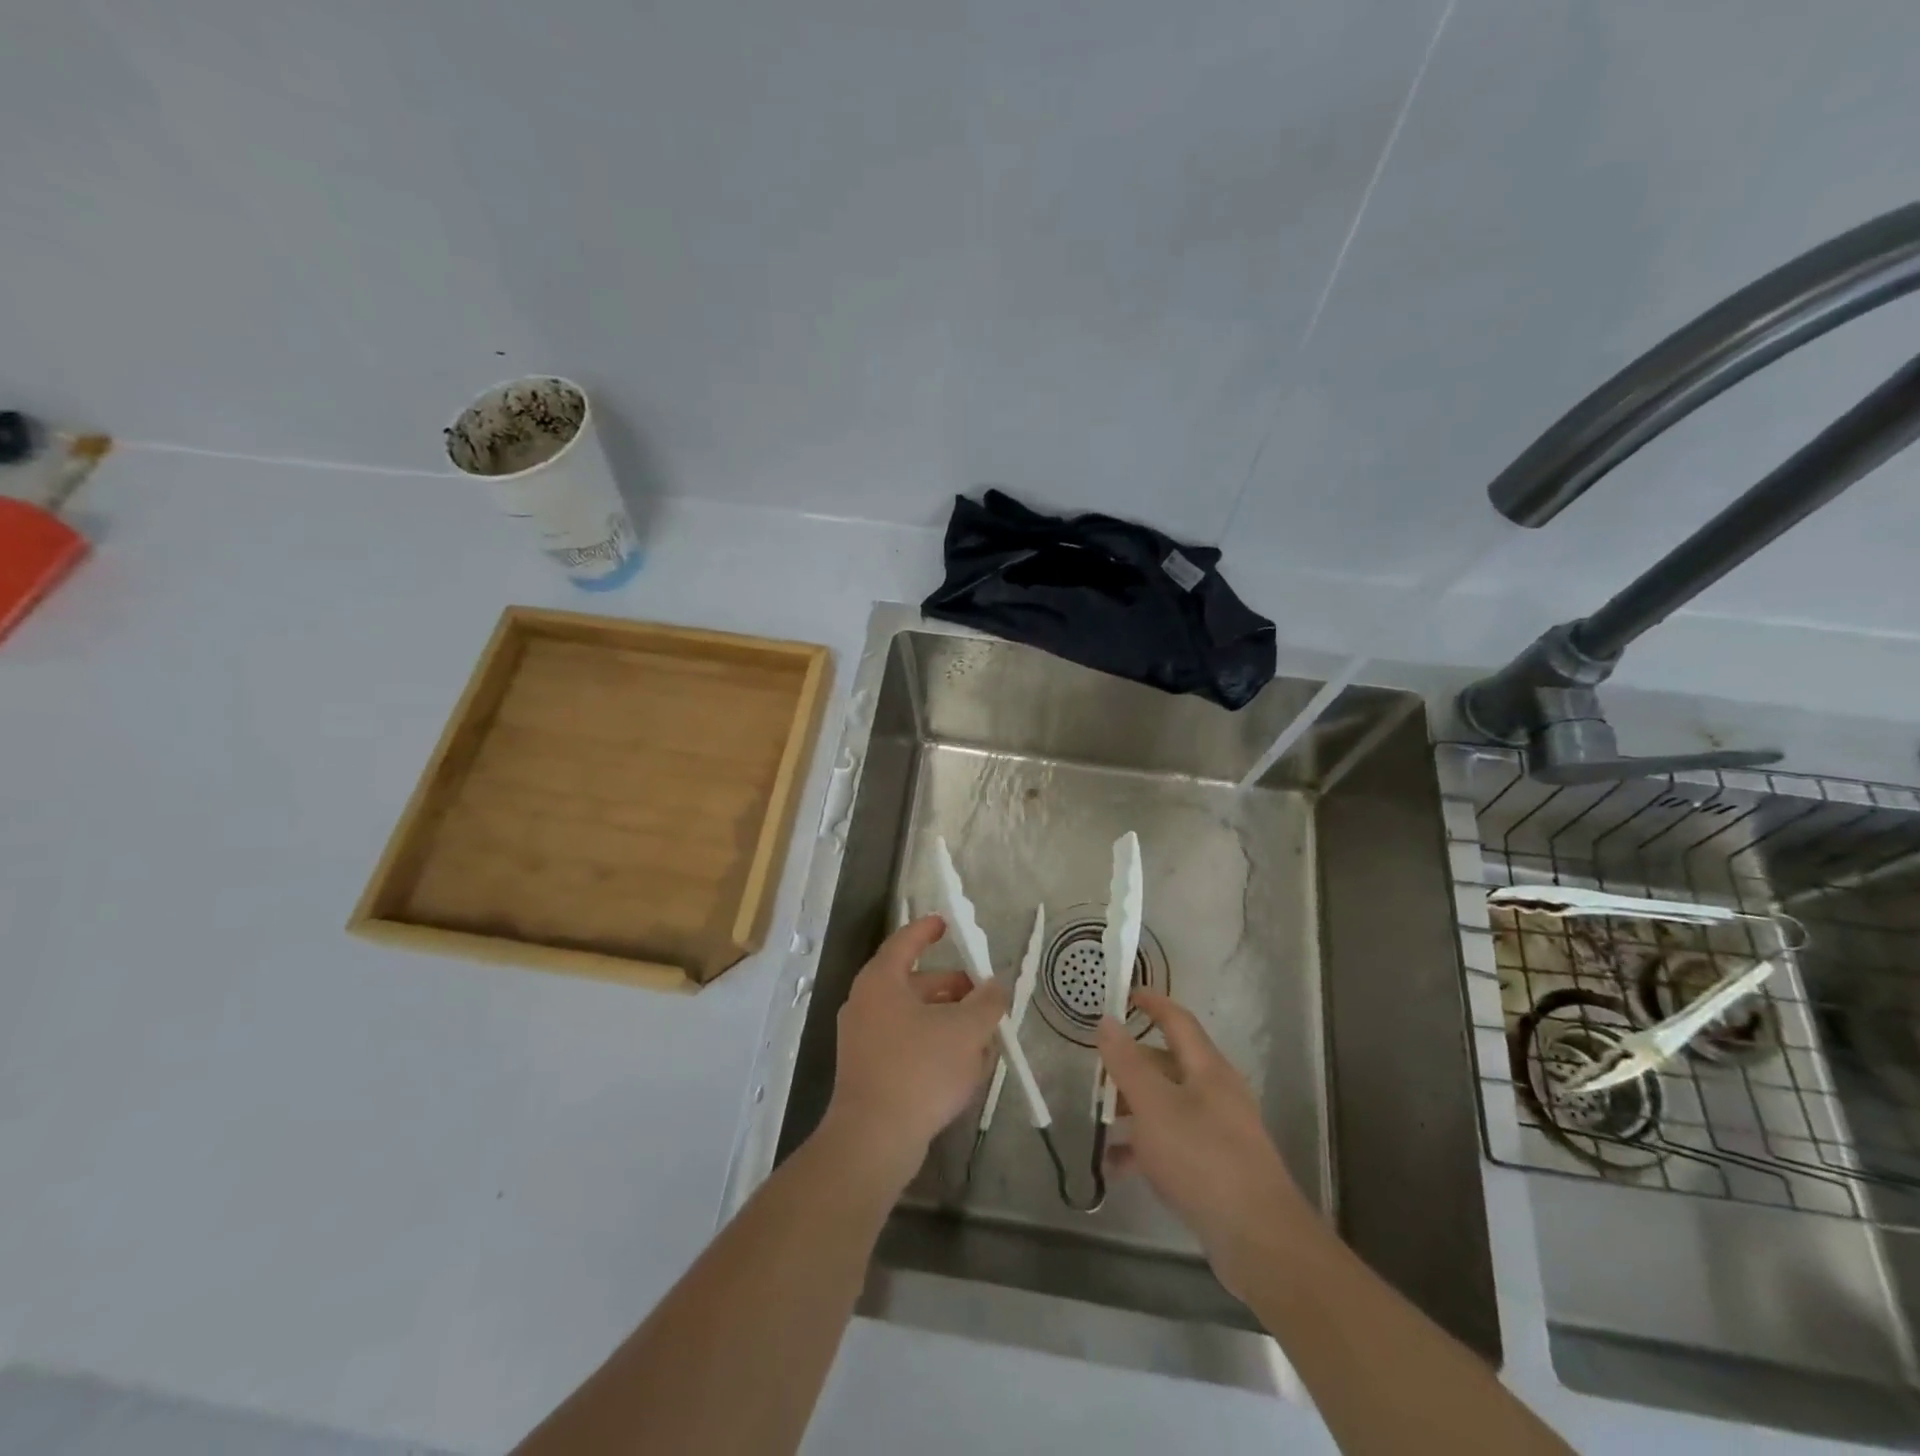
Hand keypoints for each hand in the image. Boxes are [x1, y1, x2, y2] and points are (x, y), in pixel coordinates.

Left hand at [821, 914, 1008, 1191]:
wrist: (873, 1140)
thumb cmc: (919, 1070)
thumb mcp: (966, 1030)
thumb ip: (987, 1002)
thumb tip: (997, 985)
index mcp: (882, 981)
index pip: (905, 942)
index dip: (927, 930)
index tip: (947, 923)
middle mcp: (866, 1003)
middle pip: (914, 982)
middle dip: (952, 987)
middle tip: (983, 996)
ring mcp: (863, 1039)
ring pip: (913, 1016)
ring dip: (947, 1020)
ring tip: (982, 1036)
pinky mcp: (868, 1071)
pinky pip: (906, 1044)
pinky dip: (932, 1045)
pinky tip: (961, 1067)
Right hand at [1098, 989, 1309, 1298]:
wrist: (1259, 1240)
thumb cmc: (1202, 1158)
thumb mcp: (1153, 1106)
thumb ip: (1126, 1063)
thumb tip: (1107, 1022)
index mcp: (1207, 1069)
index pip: (1178, 1021)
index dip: (1153, 1003)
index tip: (1126, 995)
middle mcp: (1217, 1093)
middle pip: (1170, 1065)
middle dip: (1133, 1066)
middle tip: (1099, 1072)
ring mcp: (1220, 1132)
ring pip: (1169, 1106)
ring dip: (1135, 1110)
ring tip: (1101, 1123)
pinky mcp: (1217, 1168)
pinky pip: (1174, 1144)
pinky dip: (1146, 1149)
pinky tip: (1117, 1168)